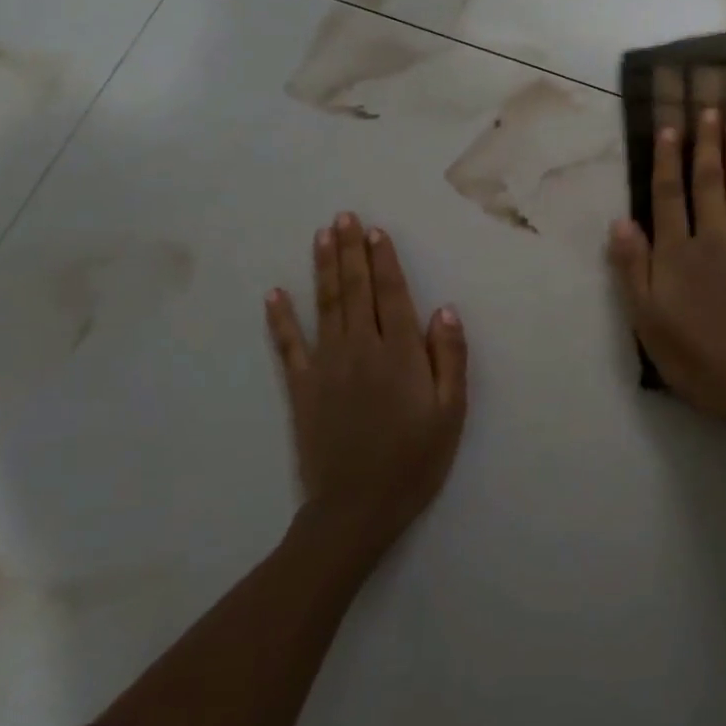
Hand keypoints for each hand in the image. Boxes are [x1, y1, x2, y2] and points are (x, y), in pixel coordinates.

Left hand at [265, 214, 467, 556]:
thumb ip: (449, 358)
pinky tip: (274, 293)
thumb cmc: (414, 460)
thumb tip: (444, 309)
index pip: (392, 294)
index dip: (384, 260)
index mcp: (400, 353)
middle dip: (350, 250)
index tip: (375, 231)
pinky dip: (280, 318)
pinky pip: (288, 345)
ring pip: (325, 305)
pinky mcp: (301, 387)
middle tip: (344, 217)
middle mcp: (361, 348)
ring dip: (323, 267)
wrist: (357, 508)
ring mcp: (327, 365)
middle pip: (356, 289)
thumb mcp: (450, 413)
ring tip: (321, 235)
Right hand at [608, 108, 725, 424]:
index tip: (669, 126)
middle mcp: (713, 237)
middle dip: (707, 142)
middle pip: (709, 181)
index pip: (668, 194)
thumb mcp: (645, 318)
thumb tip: (620, 220)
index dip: (667, 159)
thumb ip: (632, 267)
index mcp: (677, 252)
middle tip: (710, 107)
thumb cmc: (692, 355)